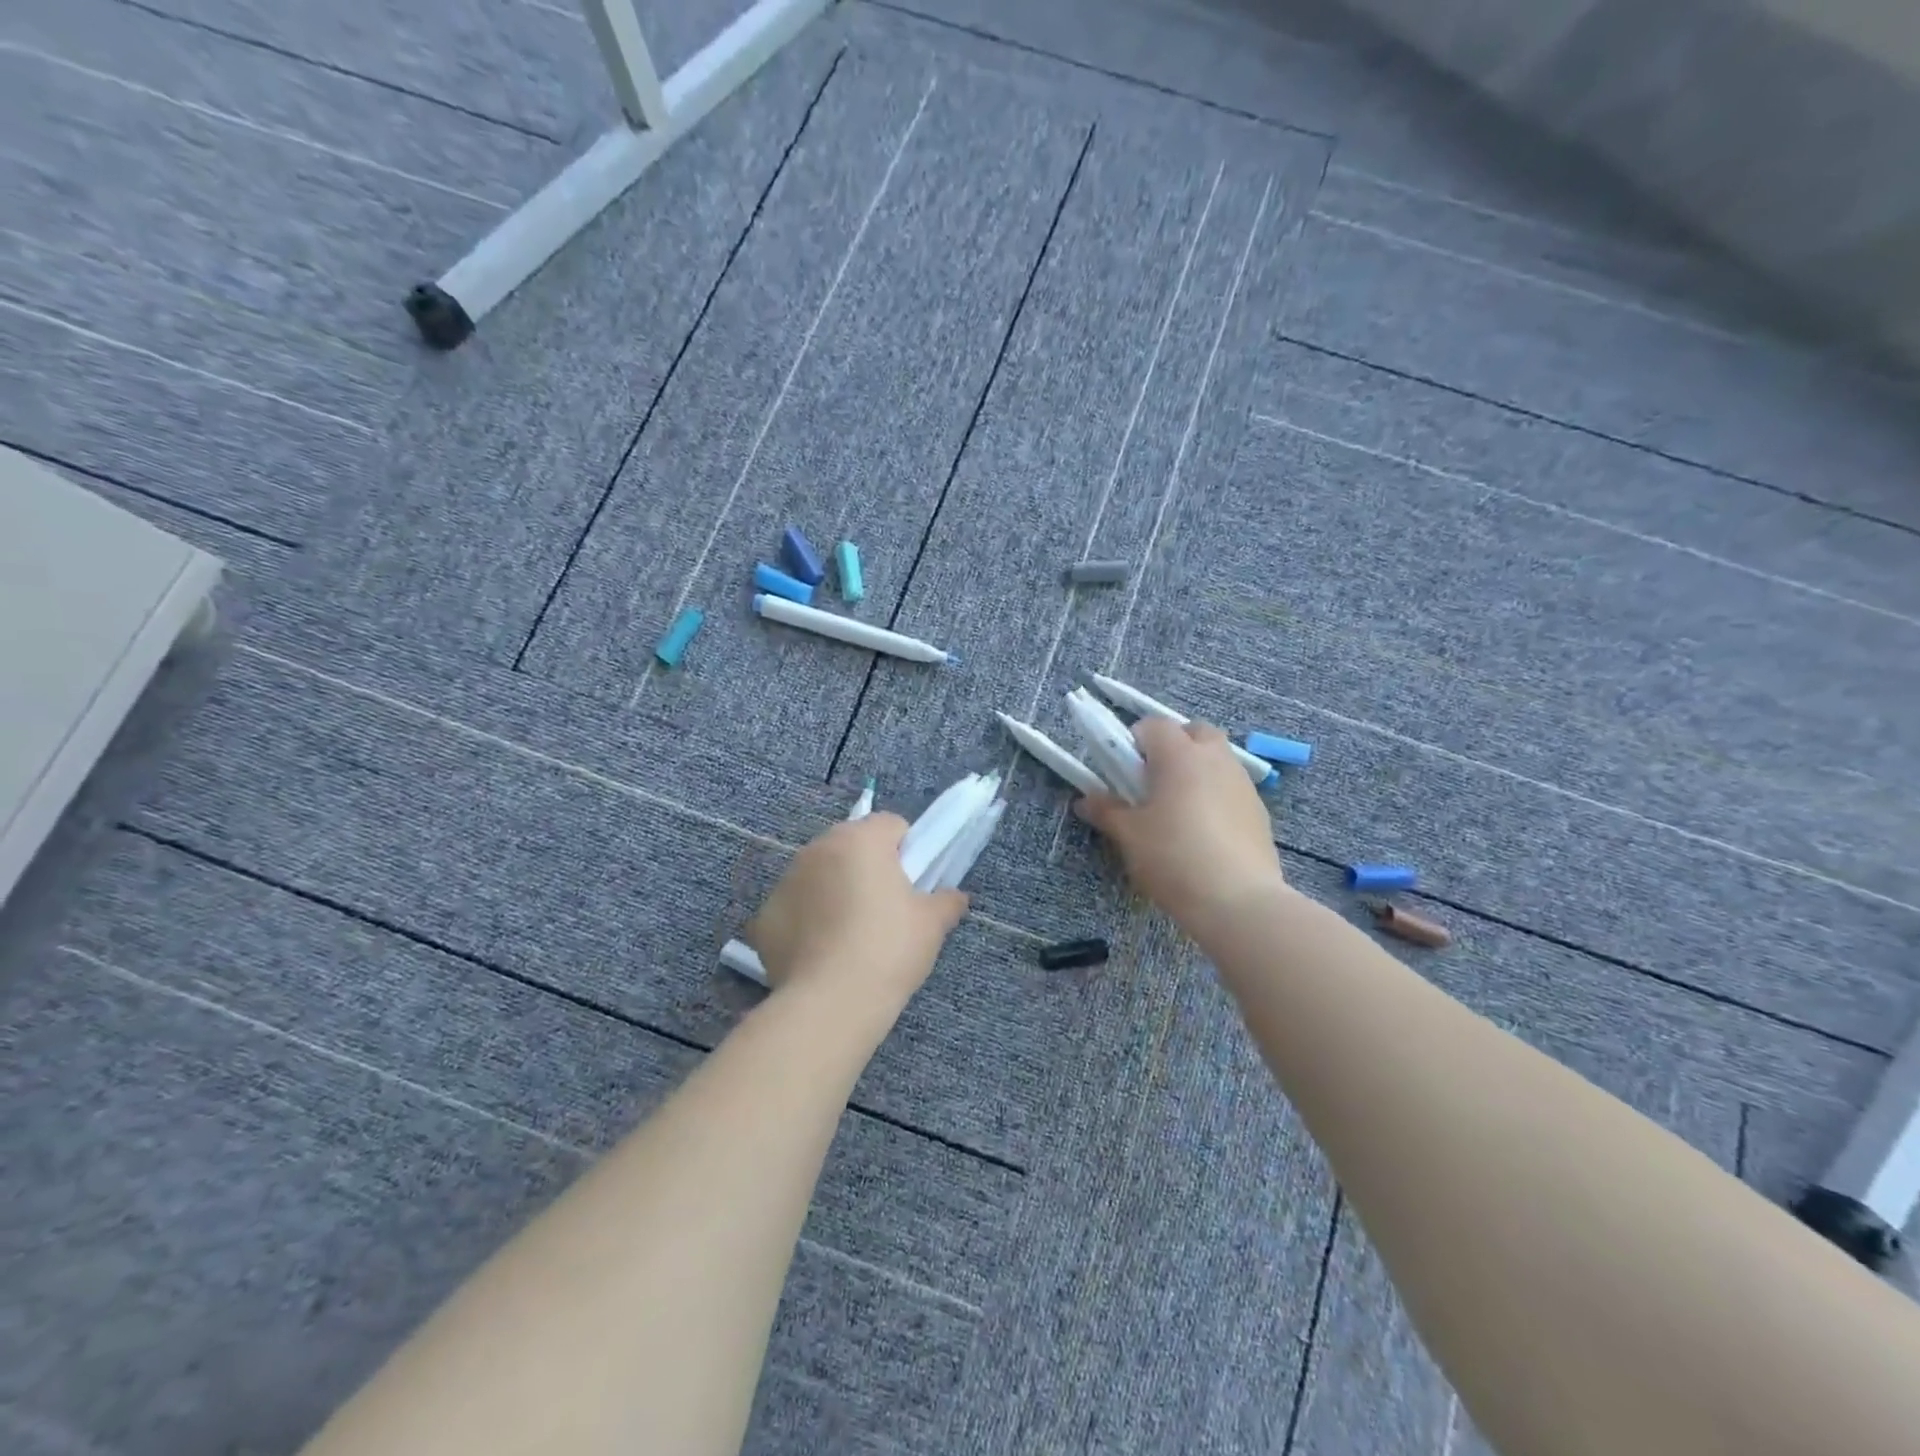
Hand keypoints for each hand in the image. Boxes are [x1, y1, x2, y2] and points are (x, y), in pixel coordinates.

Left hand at [745, 814, 968, 1014]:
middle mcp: (818, 849)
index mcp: (861, 839)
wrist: (830, 1004)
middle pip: (851, 845)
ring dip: (834, 891)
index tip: (913, 884)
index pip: (891, 825)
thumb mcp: (932, 925)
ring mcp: (786, 881)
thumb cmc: (889, 950)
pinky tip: (821, 954)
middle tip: (884, 909)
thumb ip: (946, 901)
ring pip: (819, 874)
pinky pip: (794, 908)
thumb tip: (956, 897)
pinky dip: (807, 922)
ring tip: (851, 935)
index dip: (907, 851)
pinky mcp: (764, 916)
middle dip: (867, 868)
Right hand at [1075, 717, 1286, 925]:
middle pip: (1194, 732)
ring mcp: (1243, 783)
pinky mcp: (1259, 810)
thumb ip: (1107, 811)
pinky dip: (1216, 795)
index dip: (1134, 742)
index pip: (1153, 725)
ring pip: (1217, 758)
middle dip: (1173, 746)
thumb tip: (1085, 801)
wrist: (1238, 901)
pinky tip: (1205, 832)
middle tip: (1154, 781)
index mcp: (1180, 755)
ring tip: (1179, 809)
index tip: (1123, 772)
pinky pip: (1231, 787)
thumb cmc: (1174, 857)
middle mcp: (1215, 758)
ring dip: (1197, 769)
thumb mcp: (1130, 835)